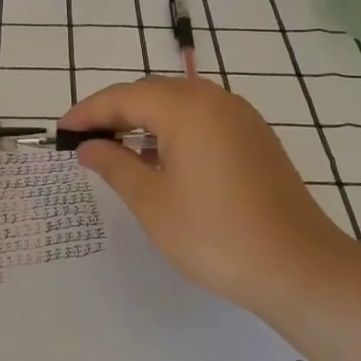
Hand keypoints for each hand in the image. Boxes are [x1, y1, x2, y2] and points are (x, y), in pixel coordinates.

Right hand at [58, 77, 360, 318]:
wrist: (298, 267)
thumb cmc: (214, 234)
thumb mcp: (152, 201)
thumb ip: (114, 165)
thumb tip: (88, 147)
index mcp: (187, 107)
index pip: (124, 98)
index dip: (88, 113)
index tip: (61, 131)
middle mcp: (216, 100)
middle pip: (152, 94)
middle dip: (115, 114)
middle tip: (84, 140)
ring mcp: (242, 118)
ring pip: (179, 106)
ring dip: (145, 123)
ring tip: (117, 151)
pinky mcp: (256, 139)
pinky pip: (203, 122)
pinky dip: (174, 133)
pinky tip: (161, 161)